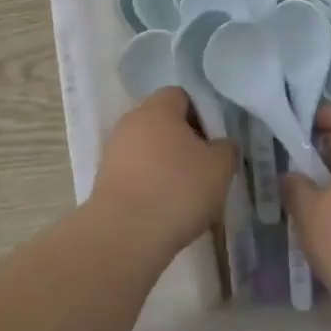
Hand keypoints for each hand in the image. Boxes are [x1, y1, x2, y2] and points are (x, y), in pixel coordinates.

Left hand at [88, 88, 237, 254]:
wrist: (125, 234)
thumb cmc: (177, 189)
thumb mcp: (220, 167)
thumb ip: (226, 148)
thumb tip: (221, 145)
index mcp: (157, 108)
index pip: (181, 95)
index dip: (201, 114)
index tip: (214, 141)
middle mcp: (130, 122)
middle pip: (163, 123)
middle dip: (185, 142)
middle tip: (205, 168)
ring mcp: (113, 152)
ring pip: (149, 150)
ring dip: (167, 165)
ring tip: (187, 194)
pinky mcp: (104, 181)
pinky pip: (136, 174)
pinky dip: (151, 185)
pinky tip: (166, 209)